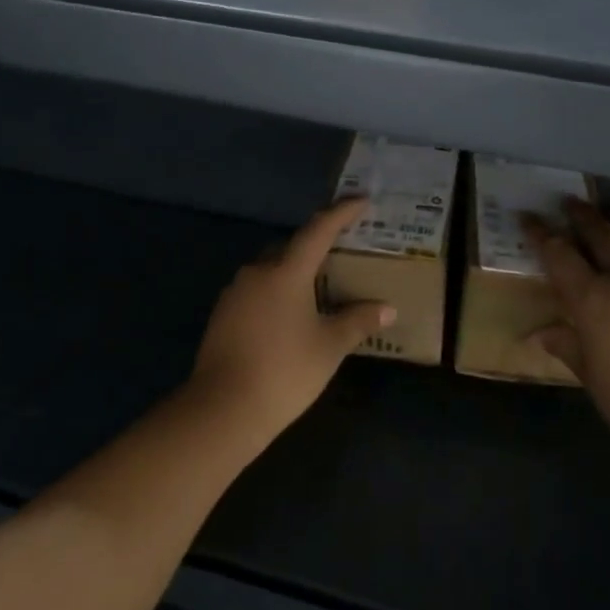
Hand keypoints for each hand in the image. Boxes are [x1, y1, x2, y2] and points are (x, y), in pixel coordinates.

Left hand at [187, 198, 394, 447]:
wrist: (223, 409)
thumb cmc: (285, 371)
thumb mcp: (330, 346)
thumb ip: (358, 321)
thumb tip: (387, 309)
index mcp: (286, 271)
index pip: (318, 230)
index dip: (341, 213)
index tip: (360, 200)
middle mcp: (257, 272)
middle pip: (291, 248)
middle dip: (316, 248)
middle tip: (341, 257)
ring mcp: (235, 293)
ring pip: (271, 271)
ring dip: (294, 274)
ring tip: (318, 293)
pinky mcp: (222, 314)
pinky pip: (256, 291)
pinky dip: (276, 294)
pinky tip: (289, 318)